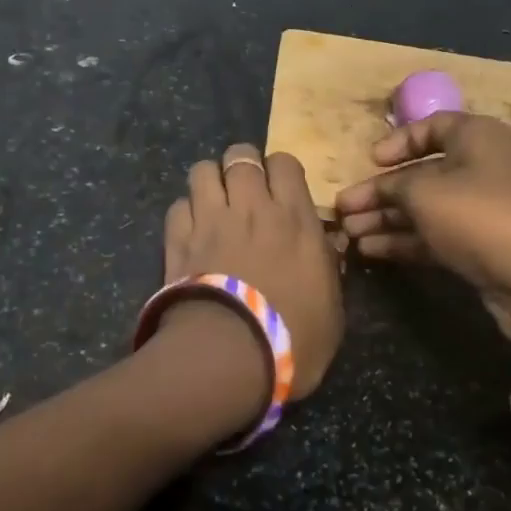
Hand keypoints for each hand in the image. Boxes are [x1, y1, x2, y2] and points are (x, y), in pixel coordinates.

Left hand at [161, 143, 343, 399]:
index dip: (280, 170)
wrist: (231, 355)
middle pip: (240, 155)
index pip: (284, 163)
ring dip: (210, 182)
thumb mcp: (332, 306)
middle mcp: (250, 206)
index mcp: (294, 217)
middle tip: (245, 191)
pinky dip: (185, 213)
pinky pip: (178, 206)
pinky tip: (191, 231)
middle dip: (242, 166)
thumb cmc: (294, 336)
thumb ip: (328, 267)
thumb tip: (328, 246)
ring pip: (202, 170)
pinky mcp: (177, 239)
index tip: (281, 189)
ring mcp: (210, 219)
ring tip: (214, 203)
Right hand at [335, 113, 510, 343]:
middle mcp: (479, 168)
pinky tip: (369, 250)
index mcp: (474, 138)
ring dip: (384, 219)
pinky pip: (433, 236)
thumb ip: (393, 186)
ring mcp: (480, 210)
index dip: (397, 141)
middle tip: (342, 210)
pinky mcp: (479, 246)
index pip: (431, 127)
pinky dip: (402, 240)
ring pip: (423, 208)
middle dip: (379, 192)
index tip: (370, 161)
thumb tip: (377, 190)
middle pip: (420, 173)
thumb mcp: (425, 192)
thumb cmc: (480, 215)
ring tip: (347, 235)